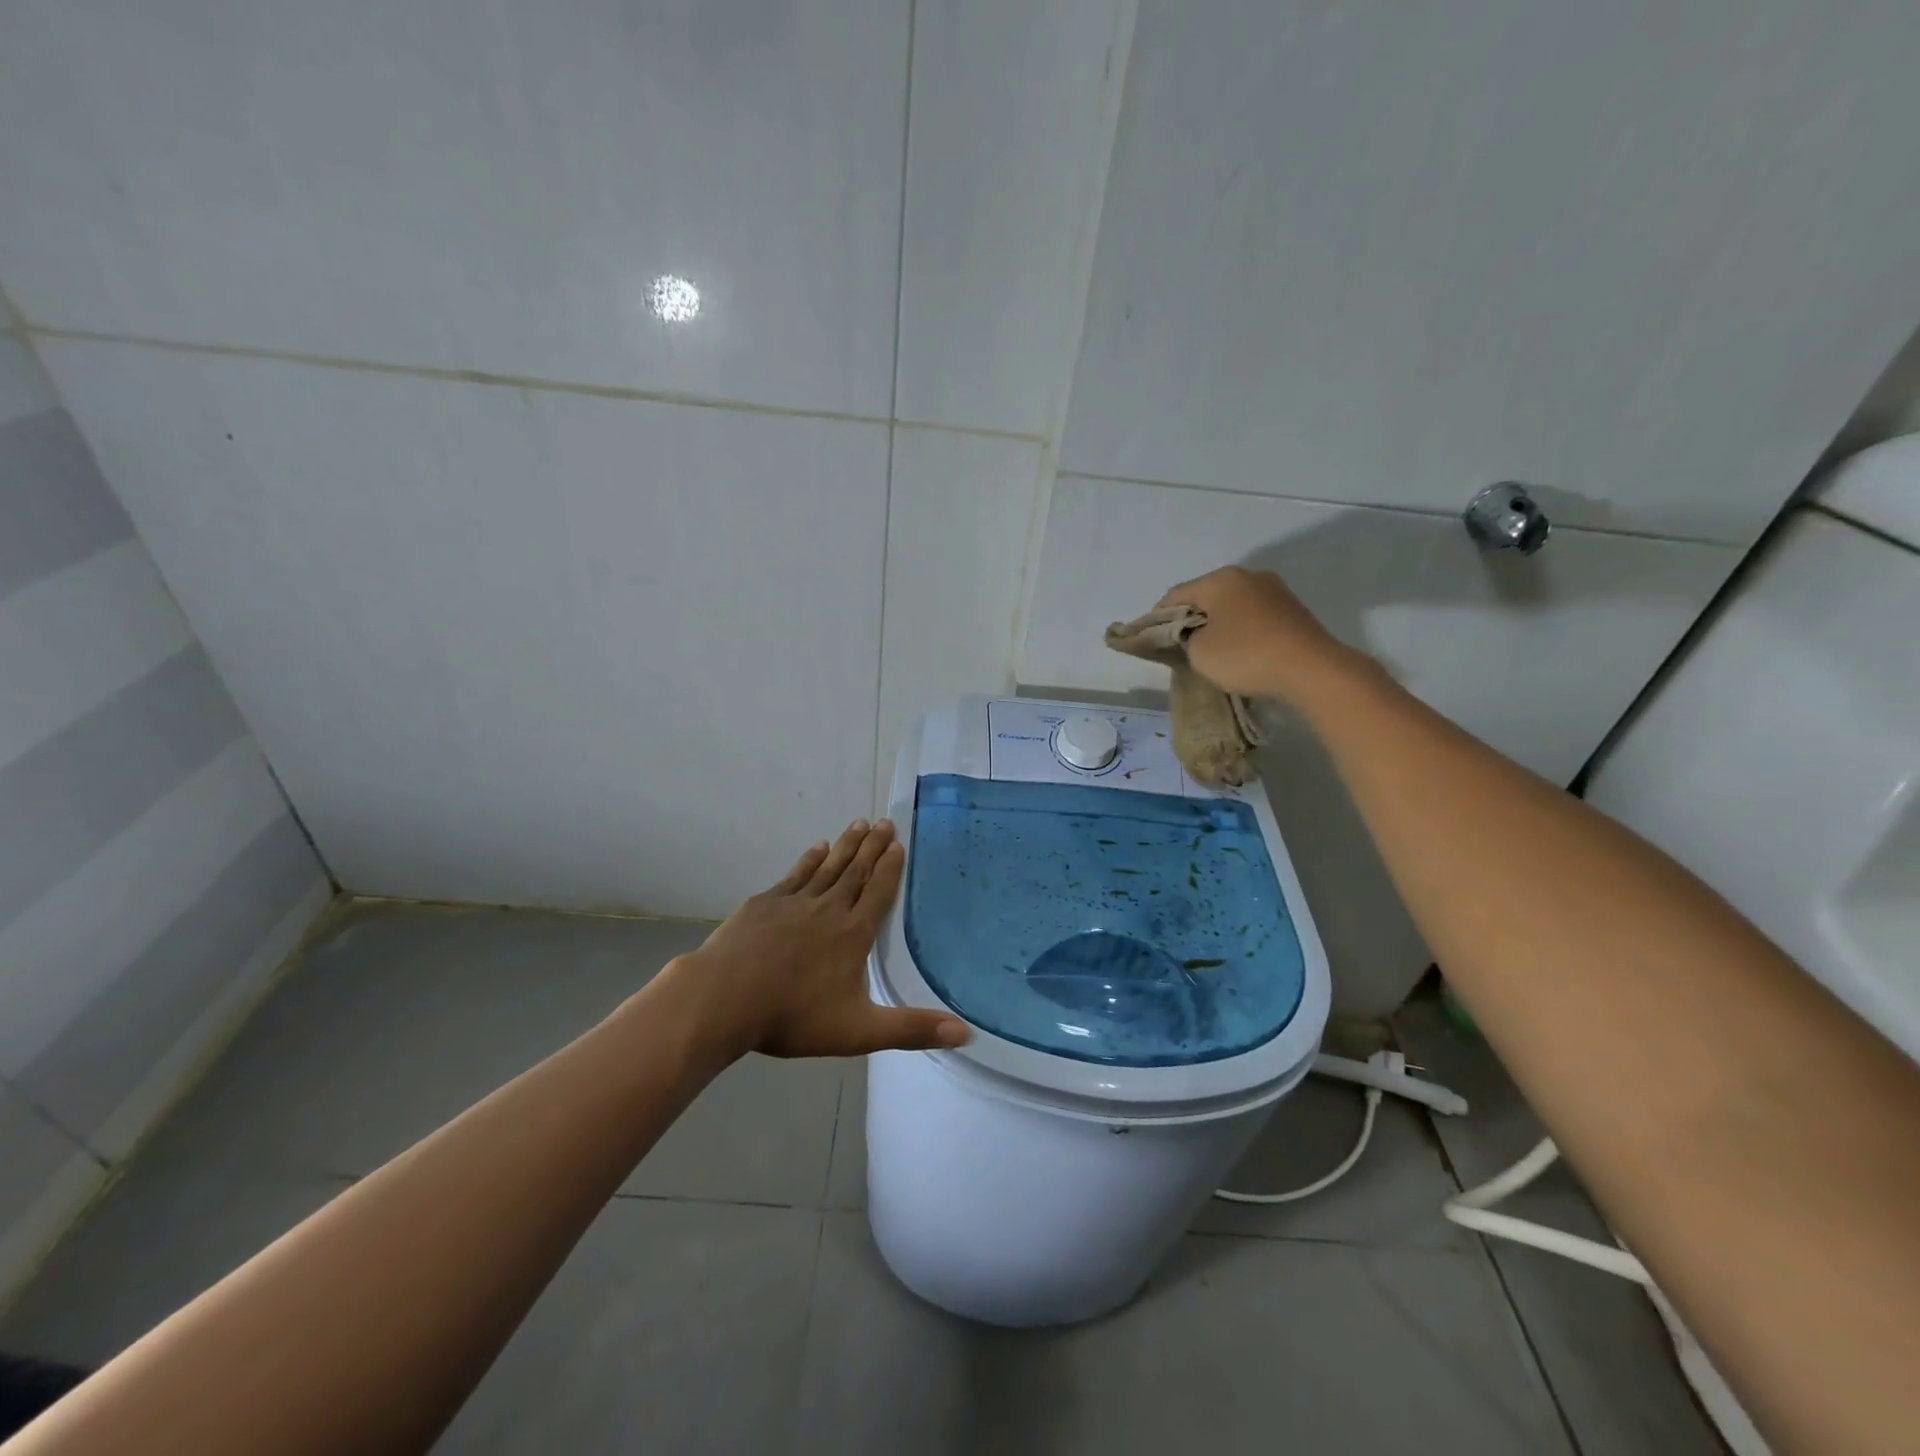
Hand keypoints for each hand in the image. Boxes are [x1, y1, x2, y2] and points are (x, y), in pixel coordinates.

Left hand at [664, 819, 970, 1061]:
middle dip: (872, 847)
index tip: (898, 844)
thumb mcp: (859, 1031)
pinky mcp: (764, 903)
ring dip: (845, 846)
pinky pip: (795, 875)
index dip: (890, 868)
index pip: (878, 893)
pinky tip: (816, 848)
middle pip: (856, 872)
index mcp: (852, 935)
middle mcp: (828, 910)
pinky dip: (809, 860)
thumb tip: (966, 1032)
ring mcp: (794, 903)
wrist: (725, 998)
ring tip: (859, 824)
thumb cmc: (793, 1016)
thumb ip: (911, 1029)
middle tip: (884, 822)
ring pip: (828, 867)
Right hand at [1158, 565, 1358, 702]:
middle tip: (1181, 647)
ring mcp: (1275, 590)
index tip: (1152, 640)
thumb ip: (1185, 638)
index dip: (1158, 618)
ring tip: (1212, 652)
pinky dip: (1242, 630)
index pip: (1175, 595)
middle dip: (1191, 619)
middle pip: (1206, 596)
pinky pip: (1254, 616)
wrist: (1311, 669)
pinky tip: (1241, 652)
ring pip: (1232, 606)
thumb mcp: (1199, 652)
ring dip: (1218, 625)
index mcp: (1220, 579)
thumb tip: (1195, 634)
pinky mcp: (1293, 610)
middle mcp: (1248, 576)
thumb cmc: (1246, 655)